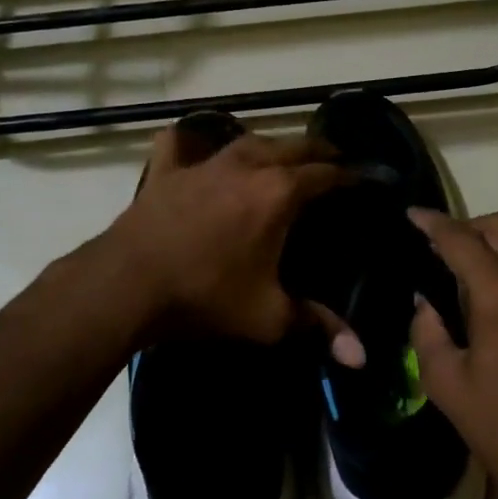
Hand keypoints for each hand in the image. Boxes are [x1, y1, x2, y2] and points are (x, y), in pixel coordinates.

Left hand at [98, 126, 356, 350]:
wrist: (128, 284)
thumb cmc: (206, 296)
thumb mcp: (267, 318)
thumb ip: (317, 328)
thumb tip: (361, 358)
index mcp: (279, 192)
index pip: (328, 174)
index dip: (353, 175)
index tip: (369, 178)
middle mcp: (247, 165)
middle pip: (294, 145)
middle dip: (320, 151)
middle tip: (335, 161)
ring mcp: (205, 162)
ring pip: (249, 140)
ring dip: (272, 146)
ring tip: (282, 156)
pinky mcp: (168, 169)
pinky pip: (183, 142)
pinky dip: (193, 141)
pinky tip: (197, 148)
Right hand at [408, 209, 497, 498]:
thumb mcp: (448, 386)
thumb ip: (428, 333)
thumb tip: (424, 303)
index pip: (462, 240)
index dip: (433, 224)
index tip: (411, 215)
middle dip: (467, 225)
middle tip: (436, 243)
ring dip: (492, 241)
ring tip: (460, 264)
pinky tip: (489, 290)